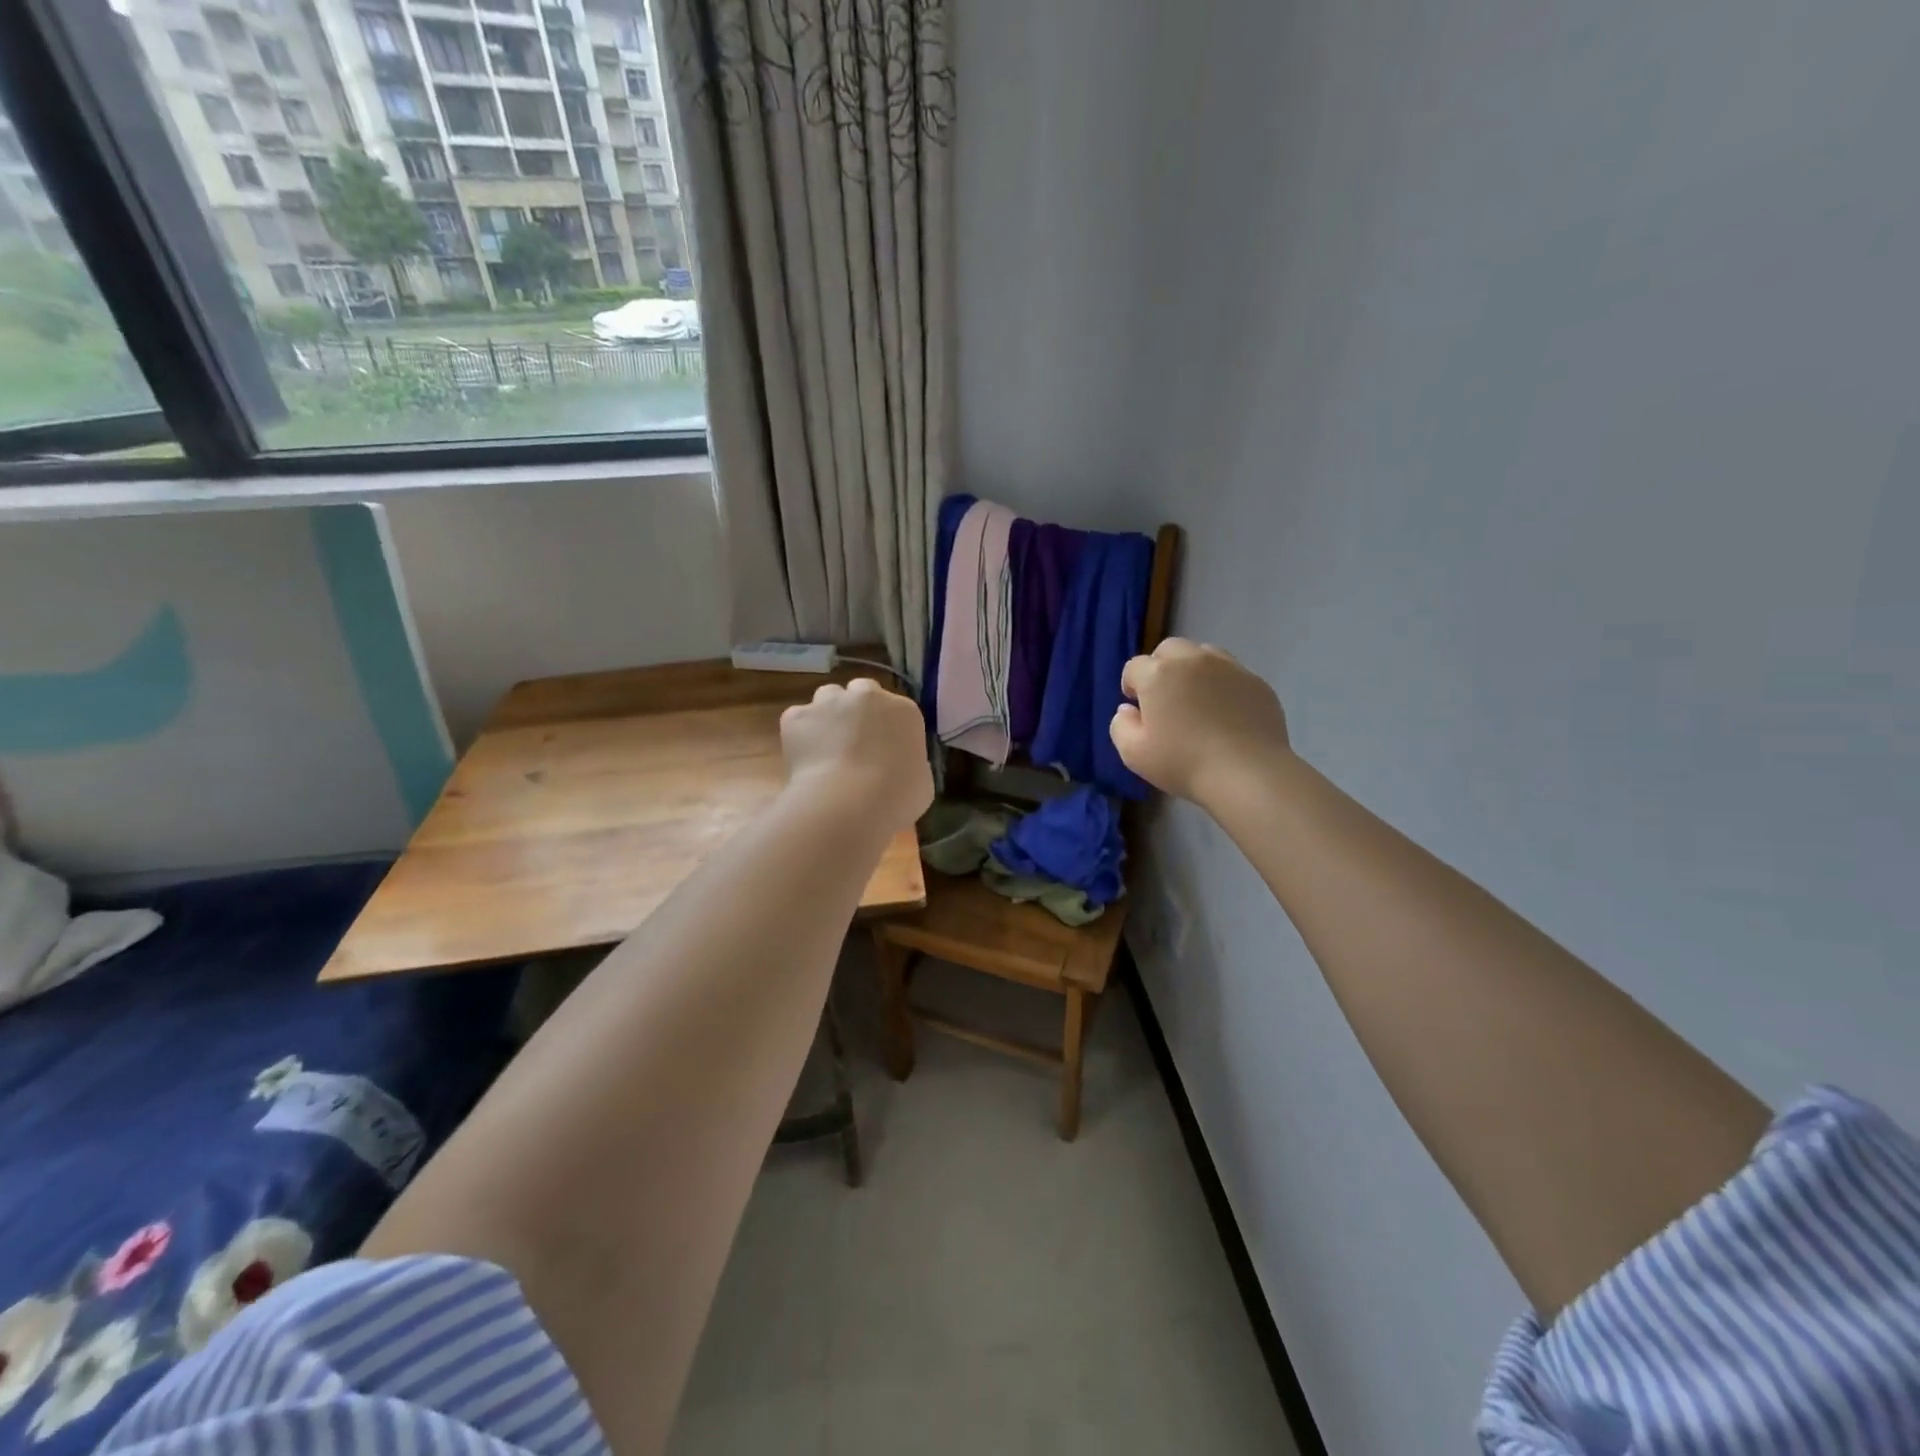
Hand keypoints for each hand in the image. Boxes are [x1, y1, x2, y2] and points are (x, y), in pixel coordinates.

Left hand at [781, 677, 933, 832]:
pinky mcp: (797, 716)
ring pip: (828, 698)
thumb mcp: (922, 782)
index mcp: (904, 710)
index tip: (884, 750)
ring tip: (826, 748)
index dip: (888, 728)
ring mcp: (829, 702)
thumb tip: (898, 765)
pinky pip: (799, 719)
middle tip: (855, 742)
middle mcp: (867, 696)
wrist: (848, 804)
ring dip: (829, 715)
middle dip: (859, 711)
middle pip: (862, 692)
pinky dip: (801, 734)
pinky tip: (805, 759)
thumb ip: (911, 763)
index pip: (897, 709)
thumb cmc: (896, 797)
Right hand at [1110, 639, 1290, 805]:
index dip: (1132, 686)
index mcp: (1158, 674)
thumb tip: (1128, 710)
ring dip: (1193, 670)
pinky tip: (1226, 714)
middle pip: (1169, 649)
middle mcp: (1193, 660)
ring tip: (1197, 701)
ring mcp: (1229, 667)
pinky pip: (1232, 673)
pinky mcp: (1256, 682)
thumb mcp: (1133, 753)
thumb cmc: (1183, 763)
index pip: (1134, 667)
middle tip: (1165, 699)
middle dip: (1161, 668)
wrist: (1247, 774)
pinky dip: (1222, 685)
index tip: (1138, 709)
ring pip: (1203, 654)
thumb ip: (1120, 726)